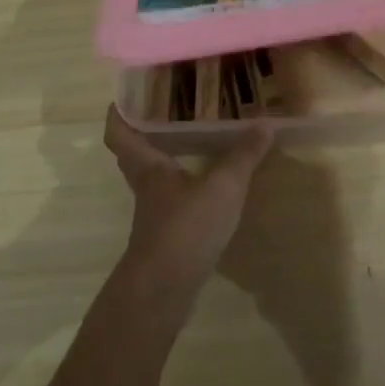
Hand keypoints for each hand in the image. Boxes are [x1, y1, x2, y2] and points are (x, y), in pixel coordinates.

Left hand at [104, 105, 274, 291]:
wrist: (165, 290)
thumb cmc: (186, 227)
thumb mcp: (223, 187)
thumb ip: (243, 156)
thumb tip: (265, 123)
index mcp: (148, 166)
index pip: (119, 134)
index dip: (119, 114)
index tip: (125, 95)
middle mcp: (145, 186)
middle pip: (134, 154)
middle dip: (145, 133)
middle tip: (166, 111)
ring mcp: (153, 213)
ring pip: (152, 177)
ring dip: (165, 159)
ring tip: (190, 140)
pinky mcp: (166, 235)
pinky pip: (170, 199)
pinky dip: (182, 186)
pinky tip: (204, 185)